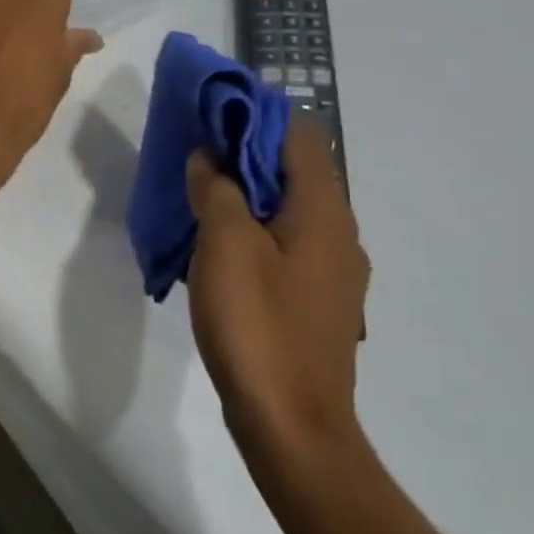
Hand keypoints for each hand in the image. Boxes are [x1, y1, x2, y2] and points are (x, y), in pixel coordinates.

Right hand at [185, 117, 370, 473]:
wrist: (291, 421)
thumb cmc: (258, 326)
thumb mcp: (225, 248)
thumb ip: (216, 192)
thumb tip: (207, 158)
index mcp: (323, 213)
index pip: (299, 136)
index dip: (258, 114)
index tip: (212, 111)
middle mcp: (338, 235)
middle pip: (295, 171)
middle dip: (246, 153)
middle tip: (194, 151)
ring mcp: (330, 272)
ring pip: (287, 210)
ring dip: (245, 193)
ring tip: (198, 193)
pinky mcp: (314, 301)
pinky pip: (283, 244)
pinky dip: (252, 229)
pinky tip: (217, 247)